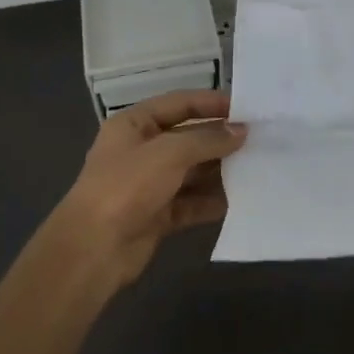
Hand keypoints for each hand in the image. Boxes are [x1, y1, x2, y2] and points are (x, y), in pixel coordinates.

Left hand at [56, 90, 247, 286]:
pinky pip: (191, 203)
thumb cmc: (127, 187)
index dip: (212, 103)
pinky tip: (240, 200)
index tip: (247, 109)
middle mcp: (141, 150)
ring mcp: (149, 184)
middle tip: (260, 140)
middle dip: (221, 139)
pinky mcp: (157, 215)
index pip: (179, 103)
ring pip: (192, 172)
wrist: (93, 250)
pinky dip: (212, 201)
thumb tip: (242, 132)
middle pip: (188, 138)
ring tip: (257, 168)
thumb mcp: (169, 153)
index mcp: (134, 124)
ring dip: (220, 171)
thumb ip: (208, 139)